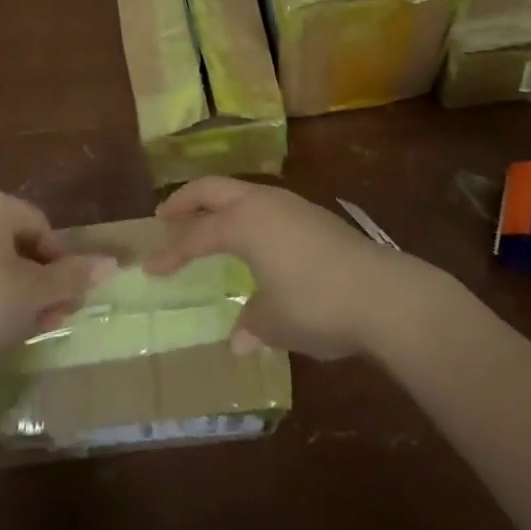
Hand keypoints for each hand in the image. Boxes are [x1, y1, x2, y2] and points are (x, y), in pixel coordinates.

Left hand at [0, 192, 114, 372]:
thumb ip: (74, 276)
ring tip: (32, 328)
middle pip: (20, 245)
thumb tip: (113, 263)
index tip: (67, 297)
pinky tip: (0, 330)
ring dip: (22, 294)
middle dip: (43, 281)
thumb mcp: (36, 292)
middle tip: (54, 315)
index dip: (60, 262)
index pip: (42, 226)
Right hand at [148, 177, 427, 359]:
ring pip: (243, 192)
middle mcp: (263, 204)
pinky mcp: (314, 216)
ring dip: (219, 204)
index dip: (172, 253)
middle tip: (165, 215)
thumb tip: (238, 340)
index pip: (197, 236)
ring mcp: (292, 205)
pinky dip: (246, 215)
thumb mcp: (276, 322)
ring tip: (206, 222)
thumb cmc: (315, 305)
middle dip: (187, 200)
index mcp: (244, 223)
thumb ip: (252, 324)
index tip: (150, 267)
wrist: (380, 292)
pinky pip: (266, 205)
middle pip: (215, 189)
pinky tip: (253, 238)